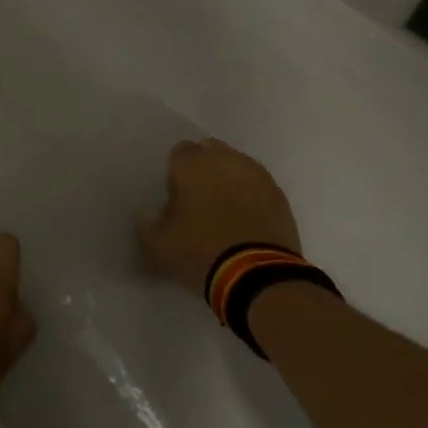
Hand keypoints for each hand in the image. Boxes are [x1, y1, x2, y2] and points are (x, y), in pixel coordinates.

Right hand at [138, 138, 303, 292]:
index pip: (179, 152)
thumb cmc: (199, 252)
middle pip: (211, 151)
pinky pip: (259, 186)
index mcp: (191, 165)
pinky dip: (252, 196)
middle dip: (205, 168)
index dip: (176, 171)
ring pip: (238, 166)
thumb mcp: (158, 245)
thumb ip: (148, 224)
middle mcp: (225, 160)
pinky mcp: (279, 195)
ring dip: (230, 180)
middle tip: (200, 199)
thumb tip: (148, 215)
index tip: (176, 194)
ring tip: (226, 210)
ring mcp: (257, 175)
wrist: (257, 276)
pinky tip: (247, 220)